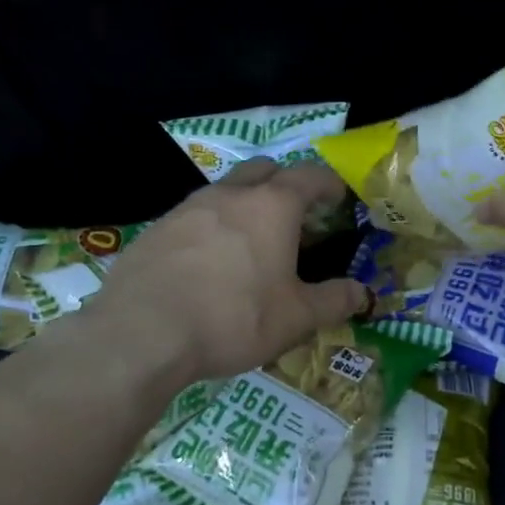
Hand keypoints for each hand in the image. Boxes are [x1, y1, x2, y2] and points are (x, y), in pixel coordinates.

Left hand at [90, 161, 368, 382]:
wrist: (142, 334)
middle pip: (265, 169)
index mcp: (272, 206)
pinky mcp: (156, 229)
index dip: (329, 184)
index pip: (310, 176)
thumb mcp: (296, 318)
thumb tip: (363, 294)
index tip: (338, 200)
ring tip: (252, 242)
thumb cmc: (234, 318)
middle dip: (285, 184)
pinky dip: (212, 227)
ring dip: (246, 203)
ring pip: (226, 190)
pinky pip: (195, 215)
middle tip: (295, 217)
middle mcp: (230, 194)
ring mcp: (188, 207)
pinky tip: (209, 263)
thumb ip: (334, 301)